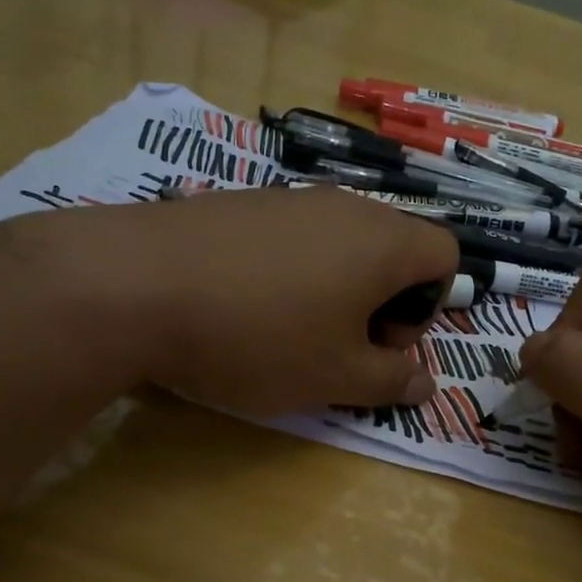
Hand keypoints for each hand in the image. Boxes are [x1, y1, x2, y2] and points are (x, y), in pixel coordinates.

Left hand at [32, 188, 457, 416]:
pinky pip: (292, 237)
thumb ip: (390, 381)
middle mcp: (345, 206)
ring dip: (335, 290)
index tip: (382, 344)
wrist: (136, 284)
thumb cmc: (259, 337)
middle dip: (382, 302)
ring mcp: (290, 198)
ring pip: (340, 243)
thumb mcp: (335, 377)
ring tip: (288, 331)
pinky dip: (291, 273)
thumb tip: (424, 383)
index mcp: (383, 242)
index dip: (429, 306)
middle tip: (340, 346)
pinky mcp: (242, 203)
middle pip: (393, 248)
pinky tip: (244, 305)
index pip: (445, 254)